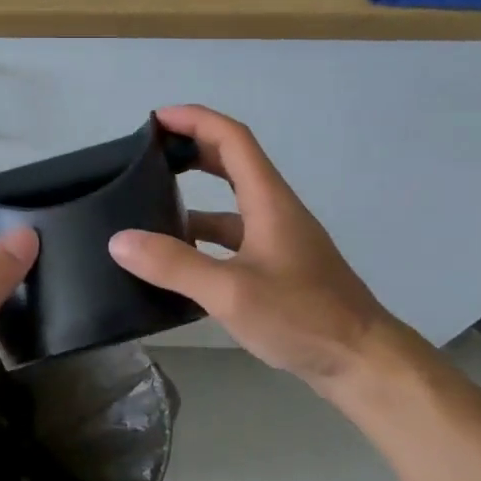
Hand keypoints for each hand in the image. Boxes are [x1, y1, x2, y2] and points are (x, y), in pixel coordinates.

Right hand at [109, 106, 428, 391]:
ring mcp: (278, 239)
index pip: (232, 138)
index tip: (156, 119)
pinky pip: (234, 238)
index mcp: (268, 200)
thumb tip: (119, 240)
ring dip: (195, 198)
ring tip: (150, 208)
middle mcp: (274, 210)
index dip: (195, 119)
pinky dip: (205, 237)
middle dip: (191, 150)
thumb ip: (175, 264)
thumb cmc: (302, 316)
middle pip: (232, 162)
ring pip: (231, 204)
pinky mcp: (278, 267)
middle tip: (148, 157)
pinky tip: (179, 260)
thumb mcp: (231, 291)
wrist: (361, 361)